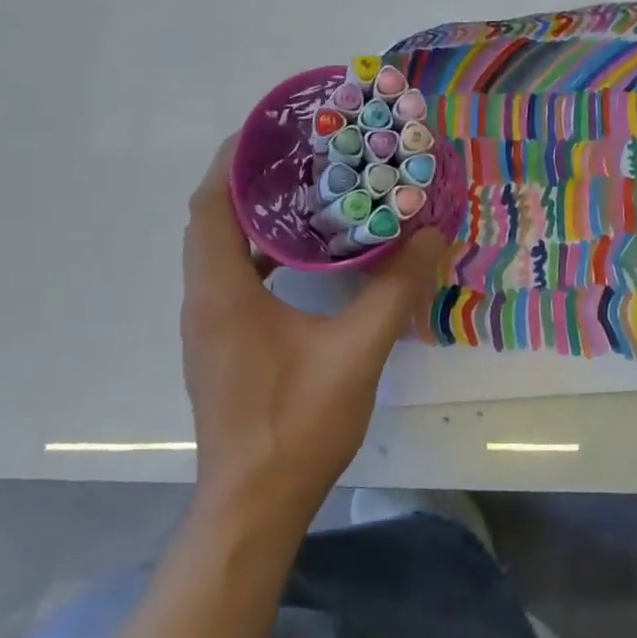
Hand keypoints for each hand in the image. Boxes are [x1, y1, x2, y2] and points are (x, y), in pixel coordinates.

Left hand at [179, 135, 447, 520]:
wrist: (253, 508)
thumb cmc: (296, 424)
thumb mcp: (358, 352)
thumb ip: (395, 289)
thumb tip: (432, 236)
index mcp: (223, 293)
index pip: (209, 205)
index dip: (232, 160)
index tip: (271, 129)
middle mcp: (204, 302)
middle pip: (211, 221)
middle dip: (248, 180)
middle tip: (304, 154)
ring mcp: (209, 328)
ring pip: (220, 251)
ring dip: (254, 217)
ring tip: (309, 194)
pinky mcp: (222, 347)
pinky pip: (233, 278)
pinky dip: (261, 253)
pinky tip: (306, 259)